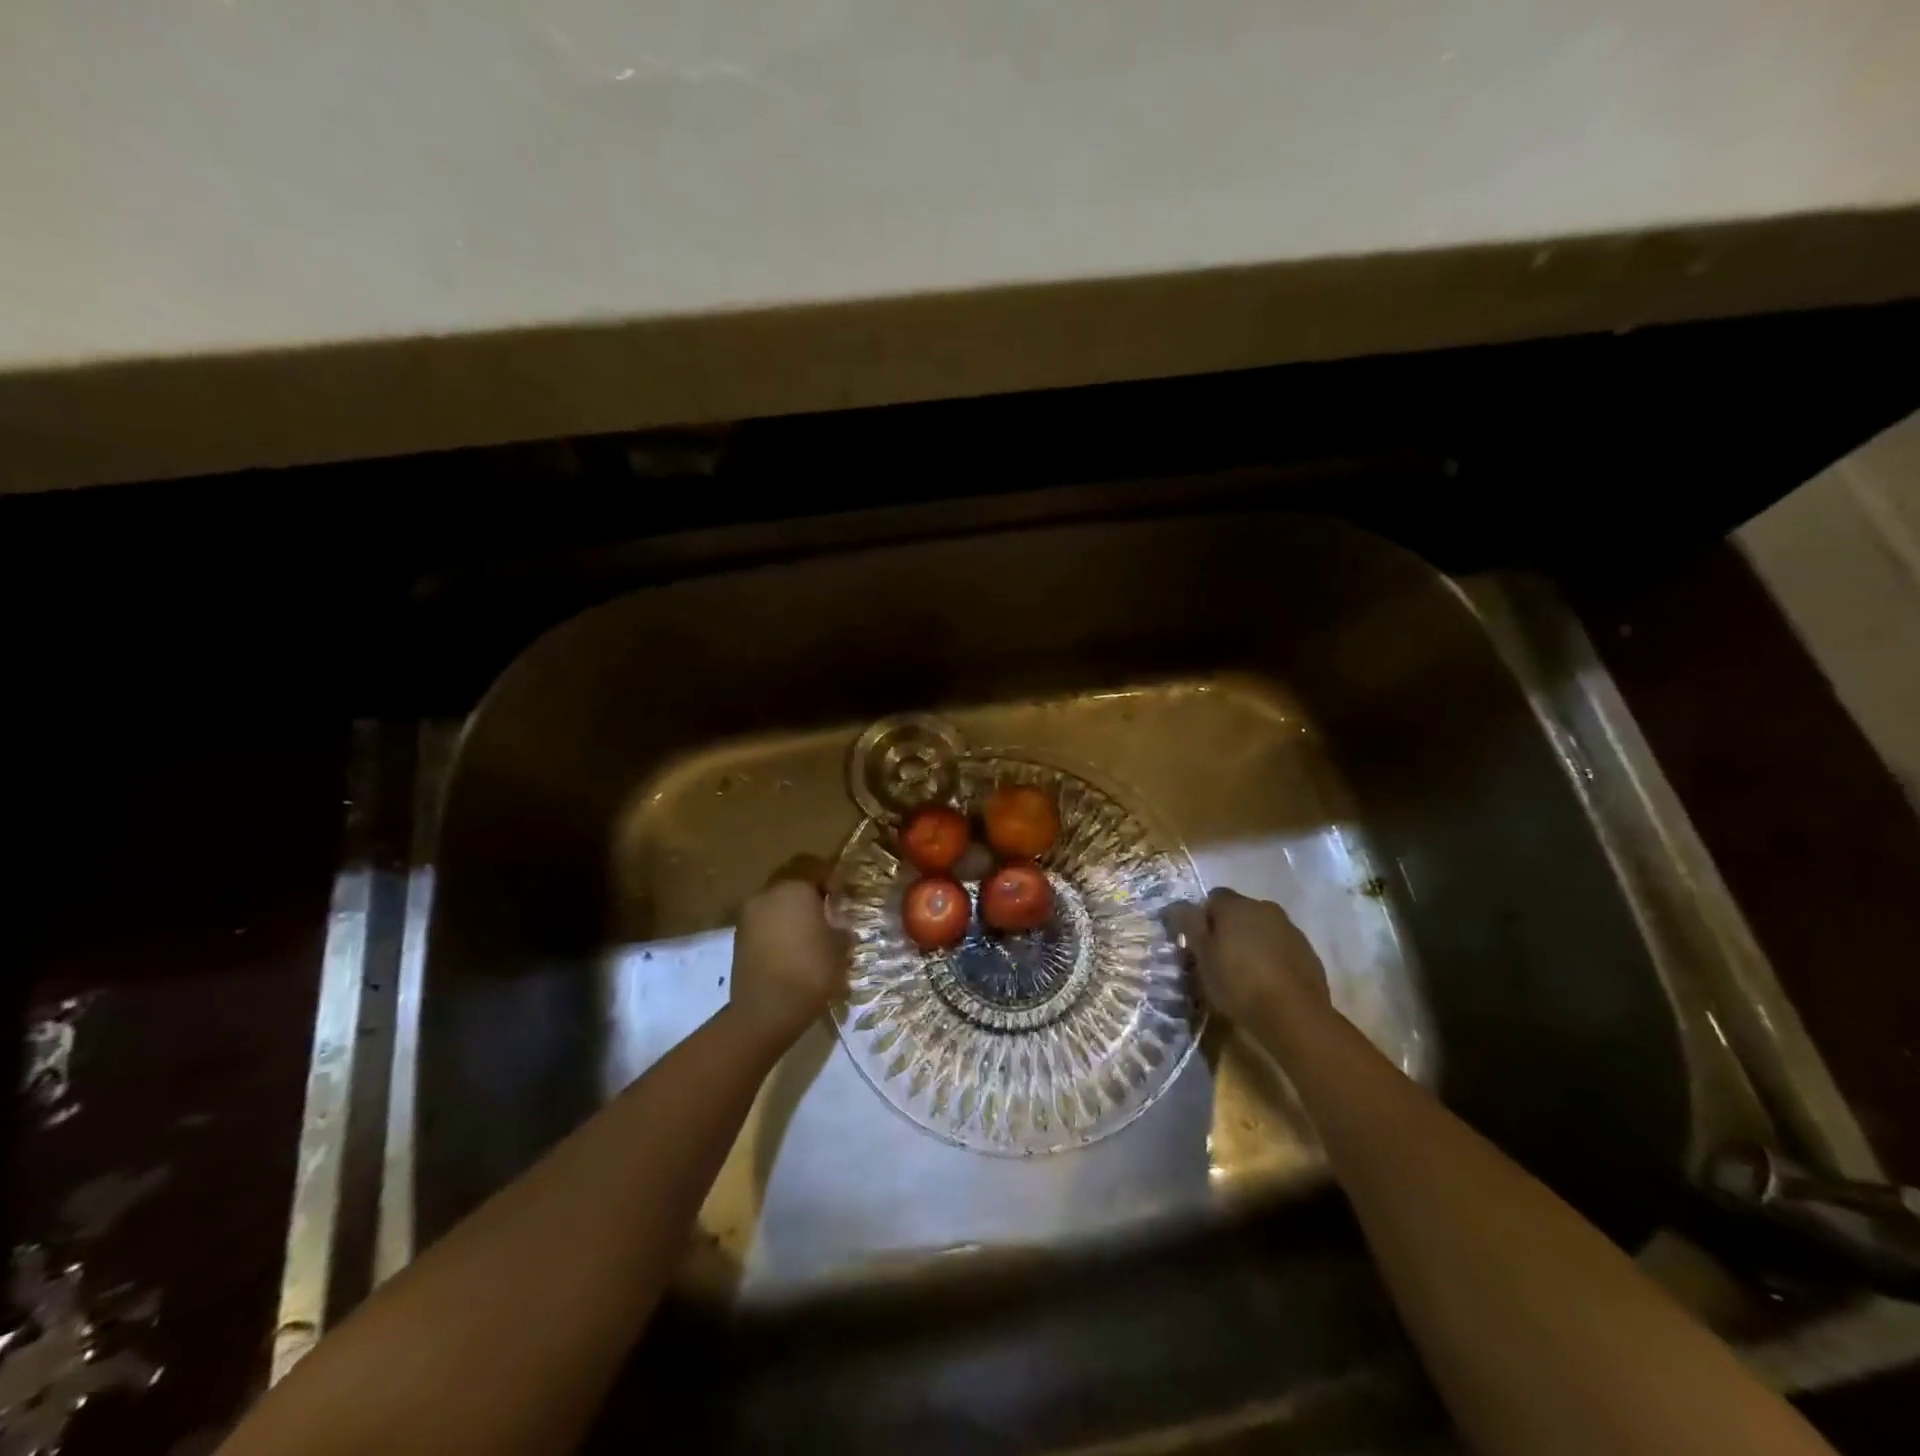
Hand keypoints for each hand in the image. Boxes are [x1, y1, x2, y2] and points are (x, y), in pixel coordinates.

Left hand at [729, 877, 850, 1047]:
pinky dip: (777, 927)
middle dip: (807, 892)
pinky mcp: (738, 937)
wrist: (766, 1010)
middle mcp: (767, 893)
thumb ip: (840, 926)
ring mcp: (748, 915)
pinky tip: (790, 948)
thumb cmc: (811, 971)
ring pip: (775, 901)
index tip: (841, 895)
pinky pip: (763, 921)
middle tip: (825, 911)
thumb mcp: (840, 947)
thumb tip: (836, 922)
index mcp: (795, 887)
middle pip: (790, 880)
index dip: (830, 877)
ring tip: (807, 933)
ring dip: (790, 910)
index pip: (813, 865)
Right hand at [1167, 888, 1328, 1029]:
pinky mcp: (1308, 953)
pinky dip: (1270, 957)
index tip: (1197, 943)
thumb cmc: (1239, 982)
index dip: (1202, 918)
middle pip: (1239, 912)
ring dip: (1250, 942)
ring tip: (1243, 973)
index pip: (1212, 898)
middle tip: (1217, 959)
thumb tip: (1176, 905)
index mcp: (1236, 905)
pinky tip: (1266, 982)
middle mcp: (1265, 908)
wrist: (1295, 1015)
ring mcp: (1290, 929)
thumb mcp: (1202, 955)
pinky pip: (1280, 947)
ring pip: (1261, 929)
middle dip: (1227, 929)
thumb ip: (1188, 924)